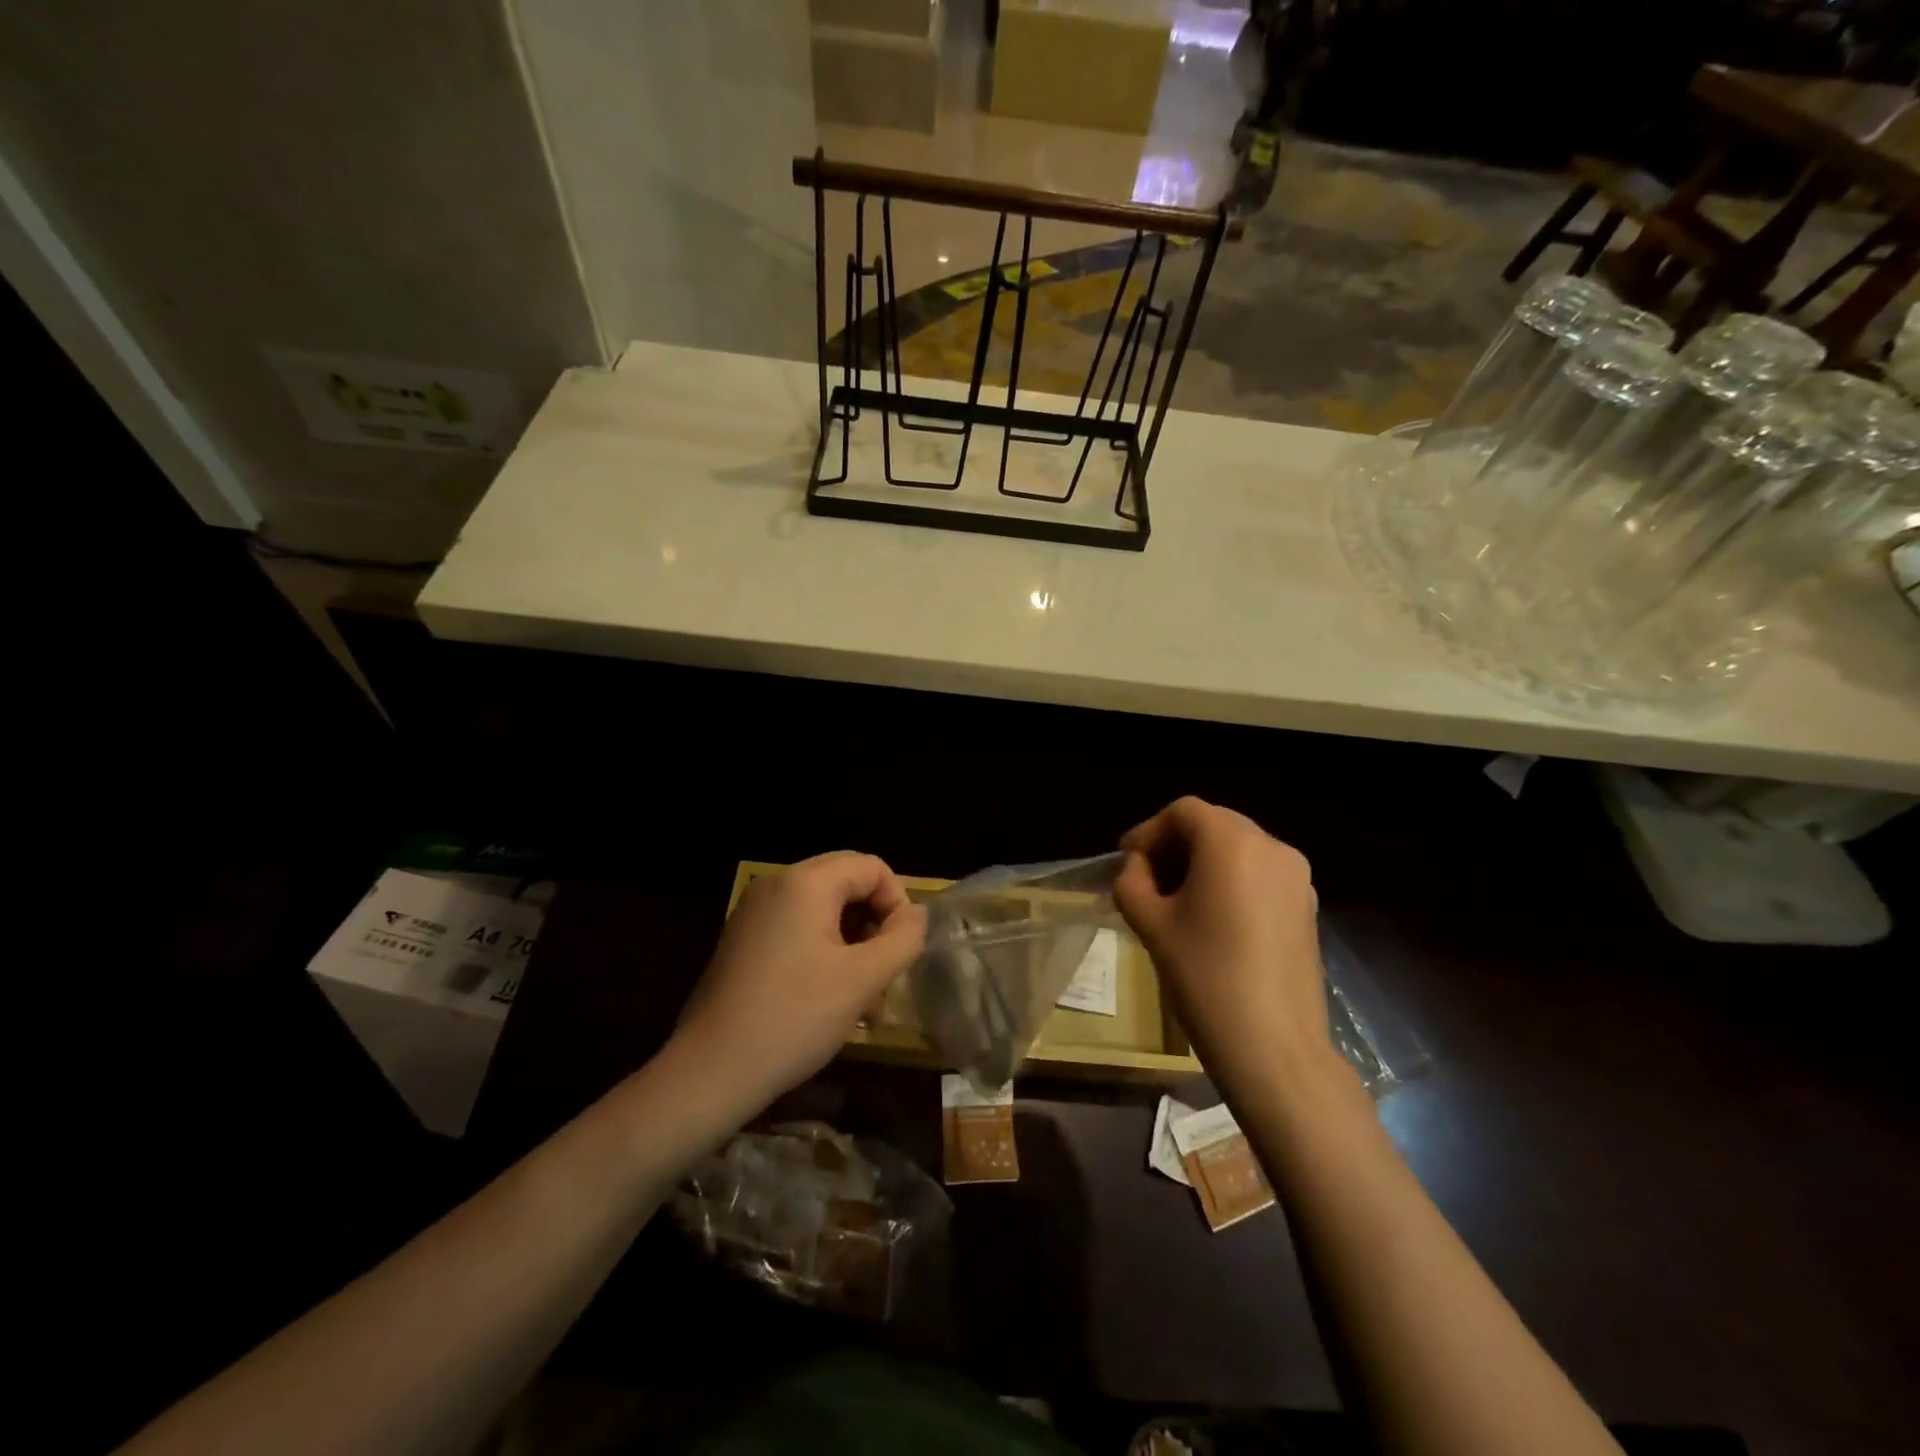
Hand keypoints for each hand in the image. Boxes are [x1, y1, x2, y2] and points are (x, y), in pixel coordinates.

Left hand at [677, 852, 926, 1108]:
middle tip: (886, 975)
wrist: (710, 1071)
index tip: (902, 952)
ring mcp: (755, 912)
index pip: (872, 868)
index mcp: (806, 882)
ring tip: (866, 1004)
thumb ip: (903, 938)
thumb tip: (917, 915)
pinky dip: (825, 954)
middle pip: (847, 884)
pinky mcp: (744, 940)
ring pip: (825, 911)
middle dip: (876, 926)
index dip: (898, 904)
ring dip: (854, 946)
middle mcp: (777, 884)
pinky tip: (832, 1001)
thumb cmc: (794, 1018)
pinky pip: (798, 929)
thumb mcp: (863, 979)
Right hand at [1114, 797, 1342, 1100]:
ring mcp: (1297, 878)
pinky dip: (1230, 880)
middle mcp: (1272, 847)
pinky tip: (1211, 917)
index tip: (1126, 860)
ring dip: (1203, 862)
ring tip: (1175, 899)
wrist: (1275, 1049)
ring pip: (1239, 848)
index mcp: (1232, 843)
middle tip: (1146, 877)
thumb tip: (1139, 867)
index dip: (1149, 831)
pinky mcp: (1307, 908)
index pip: (1184, 812)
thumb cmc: (1205, 978)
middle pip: (1214, 824)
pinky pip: (1260, 874)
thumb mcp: (1151, 925)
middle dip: (1175, 844)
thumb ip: (1133, 882)